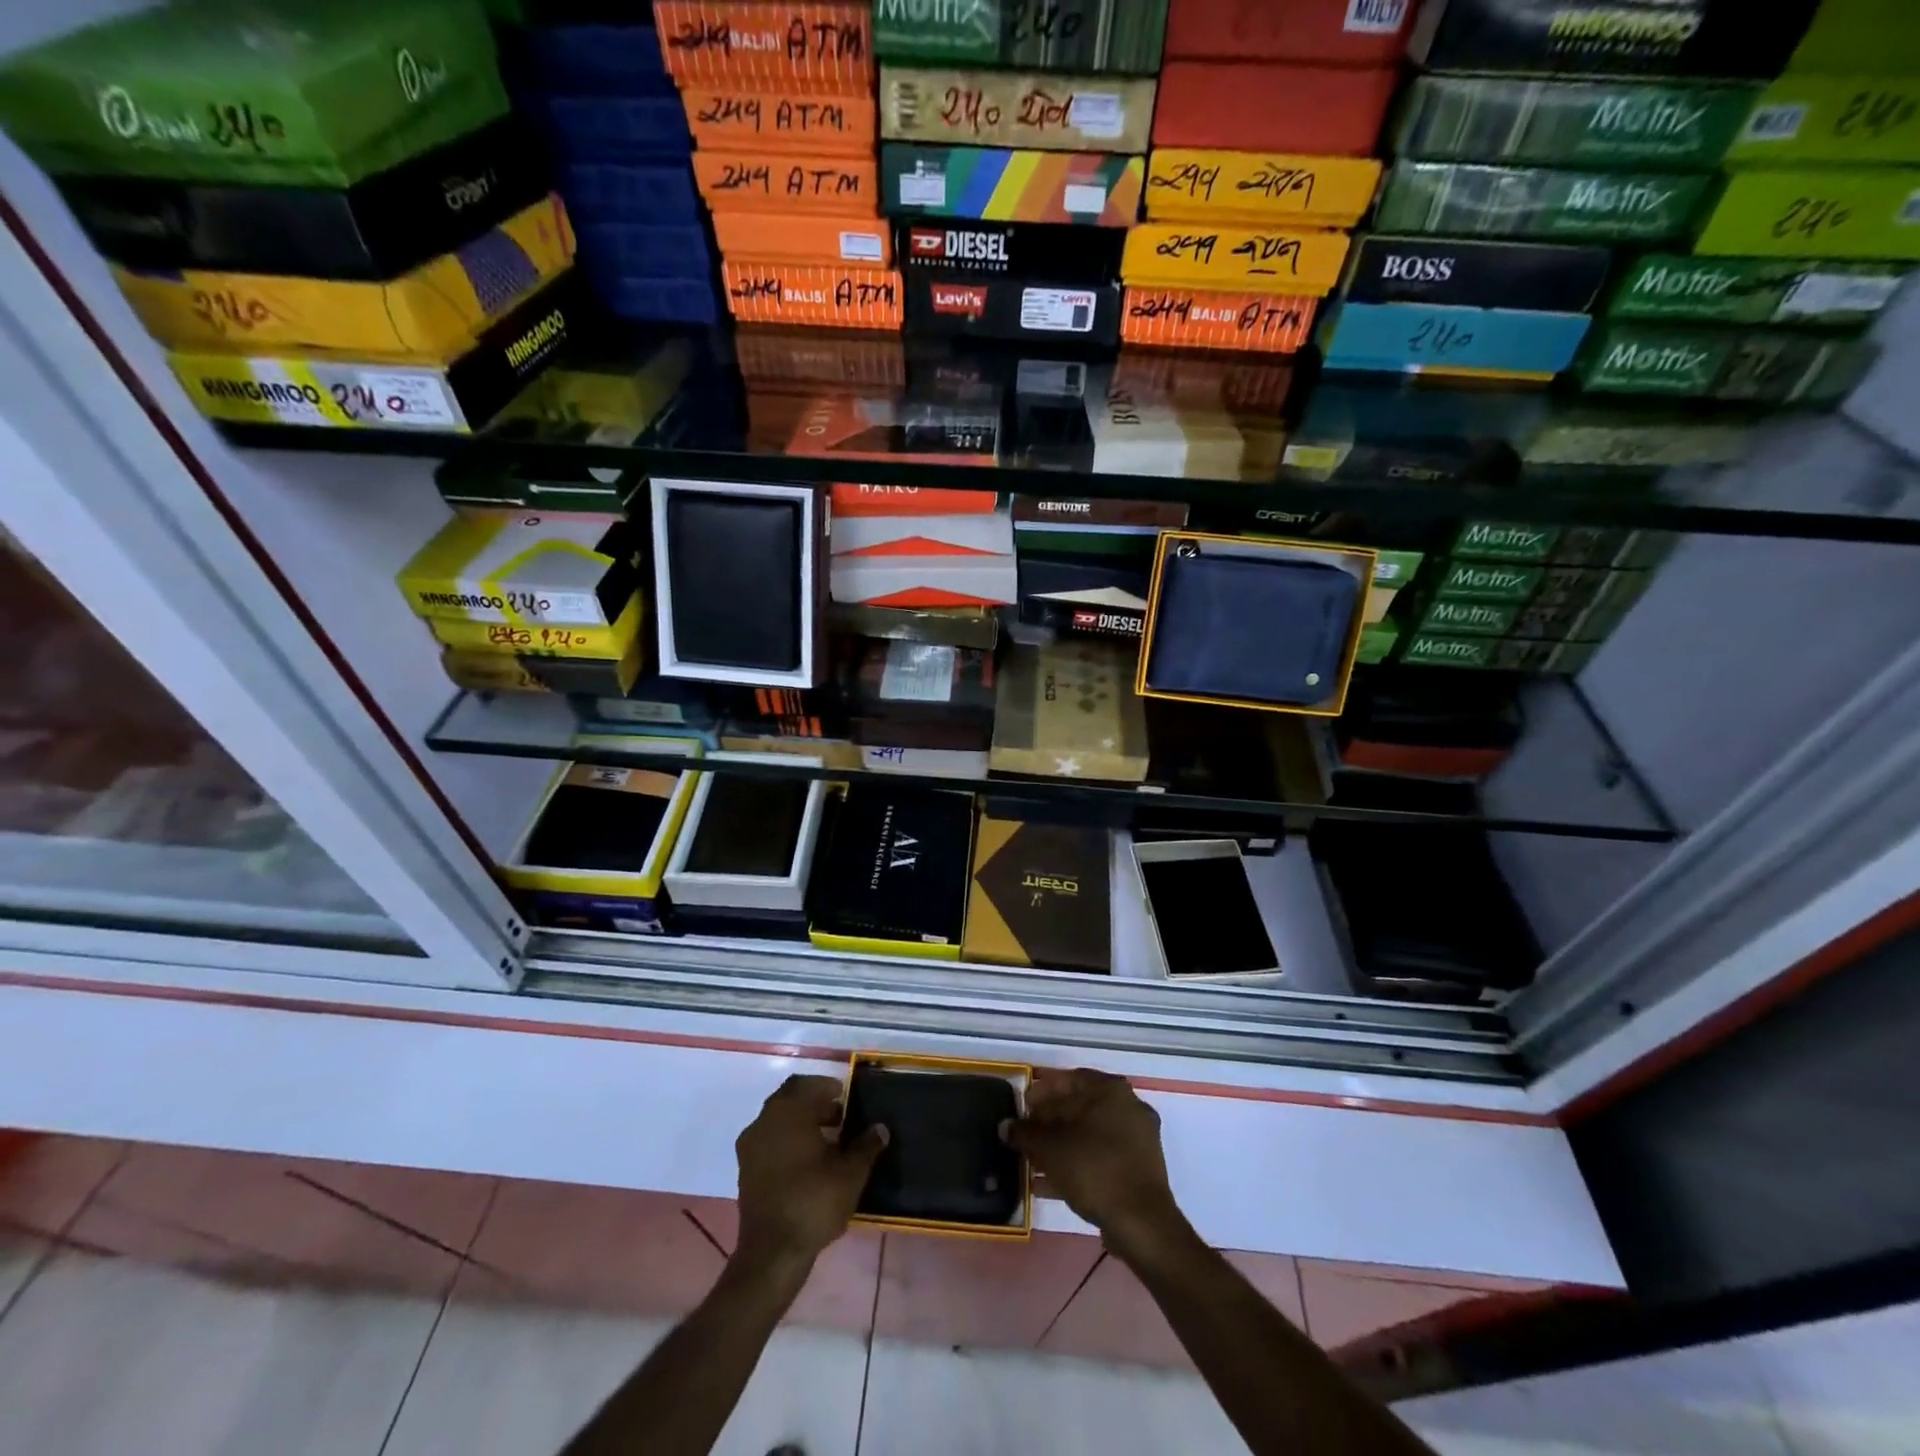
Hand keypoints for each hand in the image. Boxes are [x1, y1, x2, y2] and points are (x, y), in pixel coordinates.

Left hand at [734, 1075, 886, 1274]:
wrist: (772, 1253)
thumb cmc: (813, 1202)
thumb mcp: (850, 1173)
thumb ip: (866, 1146)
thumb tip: (880, 1128)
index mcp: (788, 1112)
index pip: (806, 1084)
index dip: (827, 1087)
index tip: (845, 1098)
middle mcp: (764, 1121)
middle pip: (789, 1099)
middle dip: (814, 1103)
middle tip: (839, 1117)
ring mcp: (750, 1146)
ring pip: (777, 1120)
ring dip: (800, 1122)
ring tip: (827, 1141)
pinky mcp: (745, 1170)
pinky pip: (769, 1141)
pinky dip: (787, 1141)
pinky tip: (807, 1161)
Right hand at [1003, 1069, 1184, 1260]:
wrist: (1141, 1223)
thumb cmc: (1093, 1169)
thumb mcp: (1051, 1149)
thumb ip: (1025, 1133)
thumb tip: (1005, 1126)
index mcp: (1110, 1090)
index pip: (1068, 1079)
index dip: (1040, 1092)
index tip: (1021, 1108)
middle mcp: (1127, 1106)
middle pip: (1079, 1107)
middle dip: (1048, 1123)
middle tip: (1025, 1136)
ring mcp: (1137, 1139)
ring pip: (1089, 1135)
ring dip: (1060, 1146)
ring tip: (1031, 1163)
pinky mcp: (1138, 1168)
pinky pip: (1100, 1157)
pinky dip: (1076, 1164)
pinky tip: (1048, 1184)